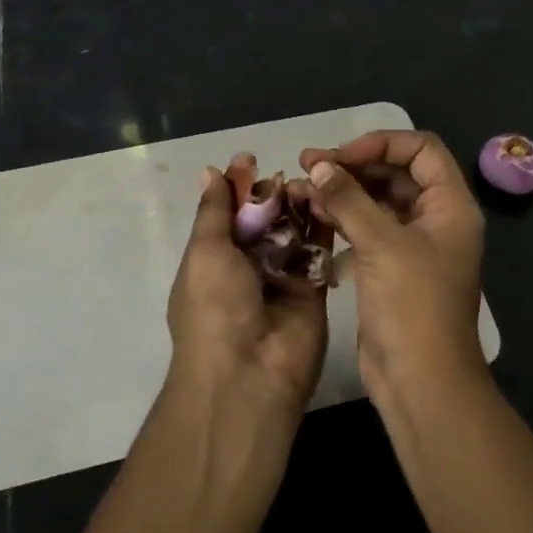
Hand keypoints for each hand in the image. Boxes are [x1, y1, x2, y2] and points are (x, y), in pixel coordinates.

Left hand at [166, 166, 328, 416]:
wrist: (249, 374)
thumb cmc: (215, 308)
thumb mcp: (205, 252)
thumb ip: (214, 212)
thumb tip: (210, 172)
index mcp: (213, 261)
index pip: (227, 215)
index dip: (237, 188)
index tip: (251, 159)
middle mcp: (247, 268)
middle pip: (262, 221)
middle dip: (270, 195)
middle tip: (286, 173)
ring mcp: (282, 279)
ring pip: (292, 232)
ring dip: (297, 206)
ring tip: (309, 180)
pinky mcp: (313, 289)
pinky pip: (318, 251)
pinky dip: (322, 225)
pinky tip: (328, 199)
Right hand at [299, 131, 485, 390]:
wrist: (420, 379)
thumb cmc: (412, 305)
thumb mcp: (382, 244)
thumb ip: (349, 199)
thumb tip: (320, 166)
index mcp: (450, 206)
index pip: (421, 150)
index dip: (382, 144)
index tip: (341, 156)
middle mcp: (436, 219)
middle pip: (396, 173)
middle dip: (354, 166)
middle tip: (309, 165)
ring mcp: (413, 245)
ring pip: (378, 202)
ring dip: (344, 192)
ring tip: (303, 187)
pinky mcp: (391, 269)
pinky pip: (367, 230)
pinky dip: (343, 219)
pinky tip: (313, 216)